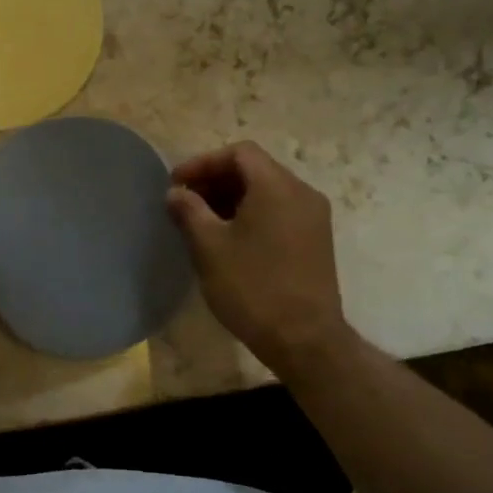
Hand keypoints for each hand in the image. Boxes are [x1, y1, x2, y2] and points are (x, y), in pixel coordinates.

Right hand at [167, 142, 356, 375]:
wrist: (305, 340)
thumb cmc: (252, 287)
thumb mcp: (209, 247)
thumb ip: (189, 211)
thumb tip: (176, 193)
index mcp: (277, 186)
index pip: (239, 153)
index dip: (203, 163)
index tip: (176, 184)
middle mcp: (302, 193)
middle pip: (254, 169)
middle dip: (215, 179)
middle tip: (184, 201)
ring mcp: (313, 218)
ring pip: (267, 191)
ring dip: (231, 197)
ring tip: (201, 220)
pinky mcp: (316, 240)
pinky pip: (279, 211)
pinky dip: (251, 213)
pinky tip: (229, 238)